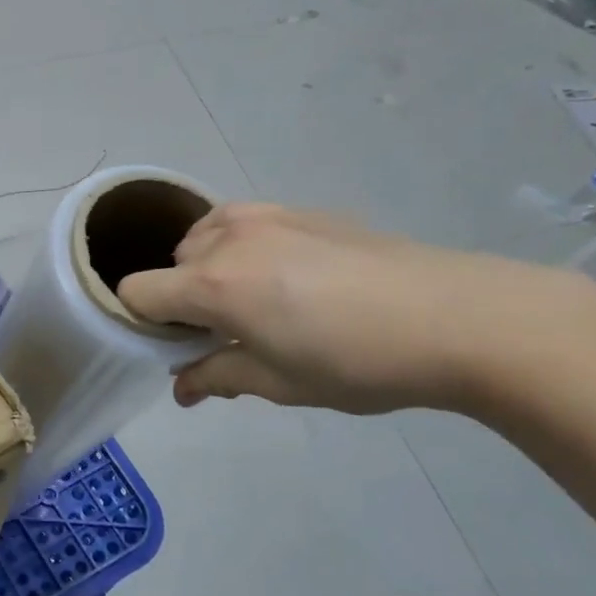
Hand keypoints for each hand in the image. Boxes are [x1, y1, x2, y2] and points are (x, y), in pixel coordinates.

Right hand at [117, 203, 593, 415]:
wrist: (460, 316)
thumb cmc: (358, 362)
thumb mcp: (279, 383)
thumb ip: (217, 376)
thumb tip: (182, 387)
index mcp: (213, 285)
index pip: (135, 292)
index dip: (141, 322)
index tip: (172, 347)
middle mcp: (228, 239)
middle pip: (170, 264)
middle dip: (181, 299)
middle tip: (224, 334)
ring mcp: (267, 215)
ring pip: (204, 237)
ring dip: (208, 268)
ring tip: (253, 301)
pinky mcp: (302, 208)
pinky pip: (243, 223)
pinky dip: (242, 248)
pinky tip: (290, 278)